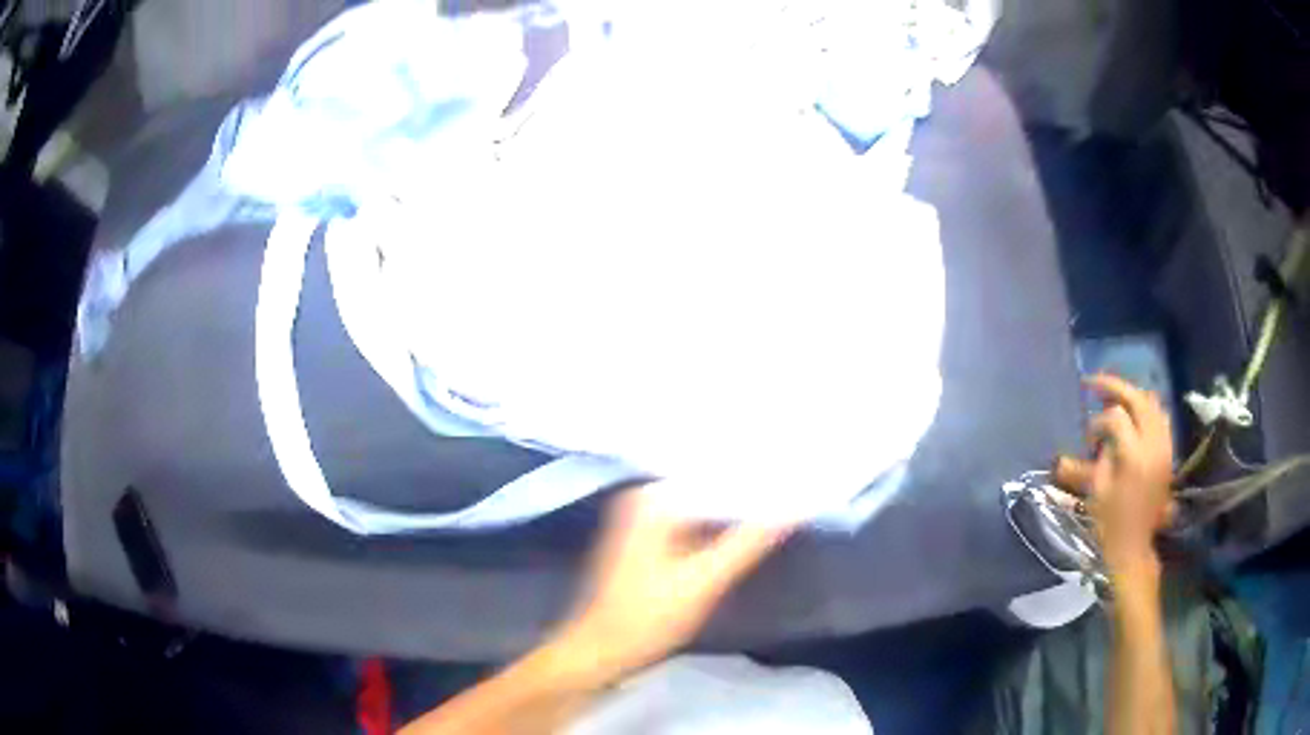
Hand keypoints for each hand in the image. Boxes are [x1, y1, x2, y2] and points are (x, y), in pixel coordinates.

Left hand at [555, 486, 793, 680]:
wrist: (601, 649)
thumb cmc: (648, 617)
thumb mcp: (704, 582)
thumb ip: (748, 543)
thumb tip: (794, 507)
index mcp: (653, 498)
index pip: (717, 473)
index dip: (758, 475)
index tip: (797, 472)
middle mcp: (645, 496)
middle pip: (709, 485)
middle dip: (749, 488)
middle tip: (796, 485)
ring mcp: (643, 516)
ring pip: (702, 503)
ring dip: (736, 507)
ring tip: (782, 501)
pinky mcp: (648, 536)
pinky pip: (693, 519)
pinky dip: (719, 524)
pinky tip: (749, 527)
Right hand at [1059, 374, 1173, 573]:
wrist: (1134, 546)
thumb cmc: (1110, 522)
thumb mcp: (1097, 490)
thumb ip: (1100, 454)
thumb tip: (1101, 437)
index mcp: (1133, 455)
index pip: (1115, 417)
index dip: (1097, 423)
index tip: (1088, 441)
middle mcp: (1153, 444)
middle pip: (1137, 398)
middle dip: (1114, 387)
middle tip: (1094, 384)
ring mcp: (1164, 447)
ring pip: (1152, 403)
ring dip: (1132, 396)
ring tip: (1114, 398)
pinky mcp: (1168, 453)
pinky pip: (1161, 417)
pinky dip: (1146, 409)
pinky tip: (1134, 415)